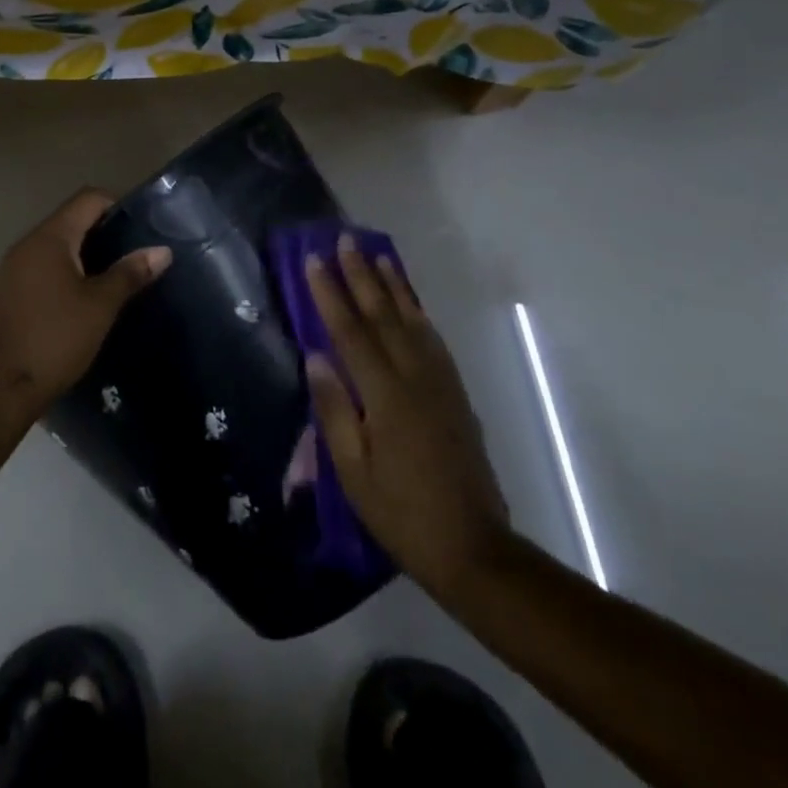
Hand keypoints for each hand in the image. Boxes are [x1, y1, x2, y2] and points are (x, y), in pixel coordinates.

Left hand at [0, 189, 170, 420]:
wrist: (4, 385)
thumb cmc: (57, 337)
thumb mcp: (101, 305)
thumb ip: (130, 273)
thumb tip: (162, 251)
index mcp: (50, 237)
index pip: (87, 199)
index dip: (117, 205)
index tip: (143, 226)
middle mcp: (28, 243)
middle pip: (72, 219)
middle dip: (105, 231)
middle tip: (136, 252)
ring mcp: (15, 267)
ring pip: (58, 244)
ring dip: (86, 253)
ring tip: (117, 274)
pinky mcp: (11, 290)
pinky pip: (45, 265)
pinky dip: (68, 270)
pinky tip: (87, 294)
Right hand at [304, 236, 511, 602]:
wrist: (474, 548)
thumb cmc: (401, 512)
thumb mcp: (353, 471)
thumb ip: (334, 410)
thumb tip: (315, 357)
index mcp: (385, 396)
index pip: (350, 332)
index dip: (330, 294)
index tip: (313, 259)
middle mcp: (414, 378)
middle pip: (383, 315)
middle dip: (361, 275)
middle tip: (345, 239)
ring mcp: (440, 384)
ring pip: (412, 321)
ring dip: (394, 285)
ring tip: (380, 255)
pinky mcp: (456, 394)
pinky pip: (433, 340)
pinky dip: (419, 313)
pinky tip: (411, 303)